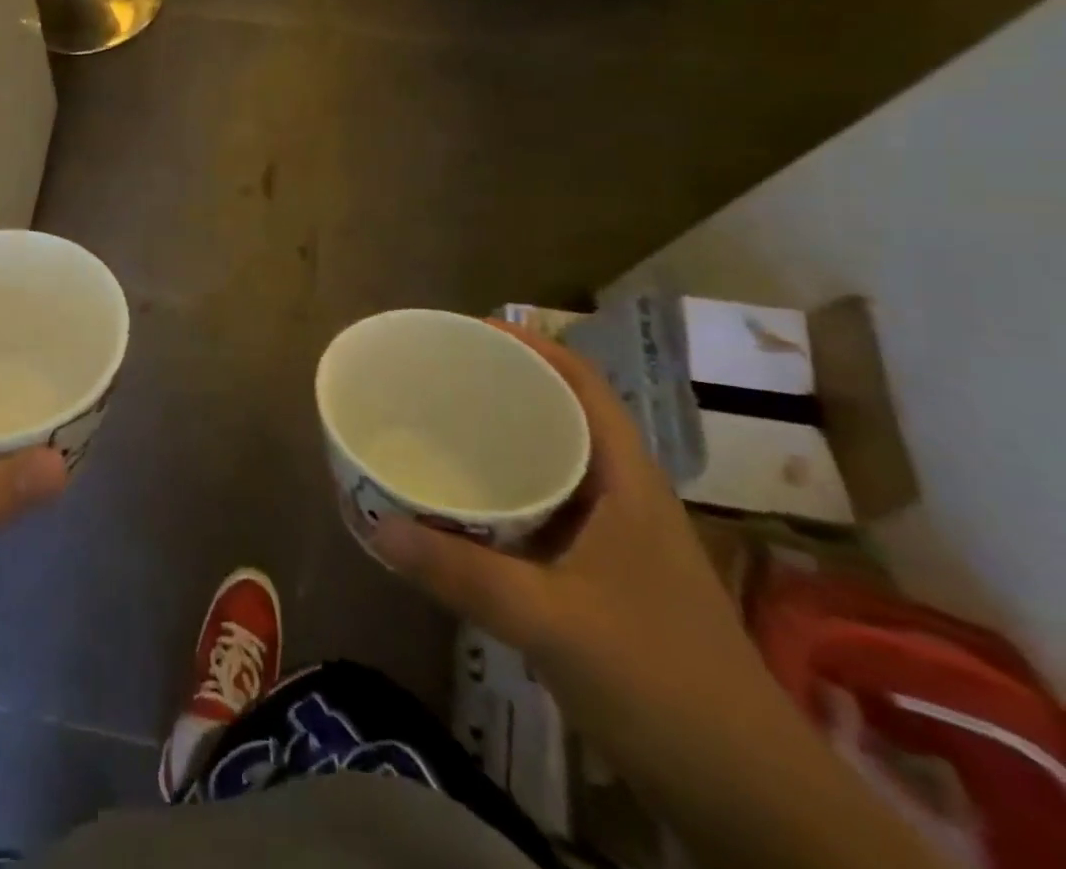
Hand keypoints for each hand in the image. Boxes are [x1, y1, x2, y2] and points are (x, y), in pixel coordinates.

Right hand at [370, 323, 761, 749]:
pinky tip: (465, 507)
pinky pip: (546, 512)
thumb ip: (462, 573)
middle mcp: (624, 497)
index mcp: (627, 482)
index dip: (532, 347)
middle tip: (438, 377)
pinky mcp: (605, 579)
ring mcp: (618, 541)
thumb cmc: (662, 683)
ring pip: (555, 467)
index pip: (584, 385)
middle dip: (505, 389)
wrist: (751, 798)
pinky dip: (506, 496)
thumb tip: (378, 526)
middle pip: (564, 418)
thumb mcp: (552, 622)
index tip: (471, 331)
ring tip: (441, 427)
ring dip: (504, 444)